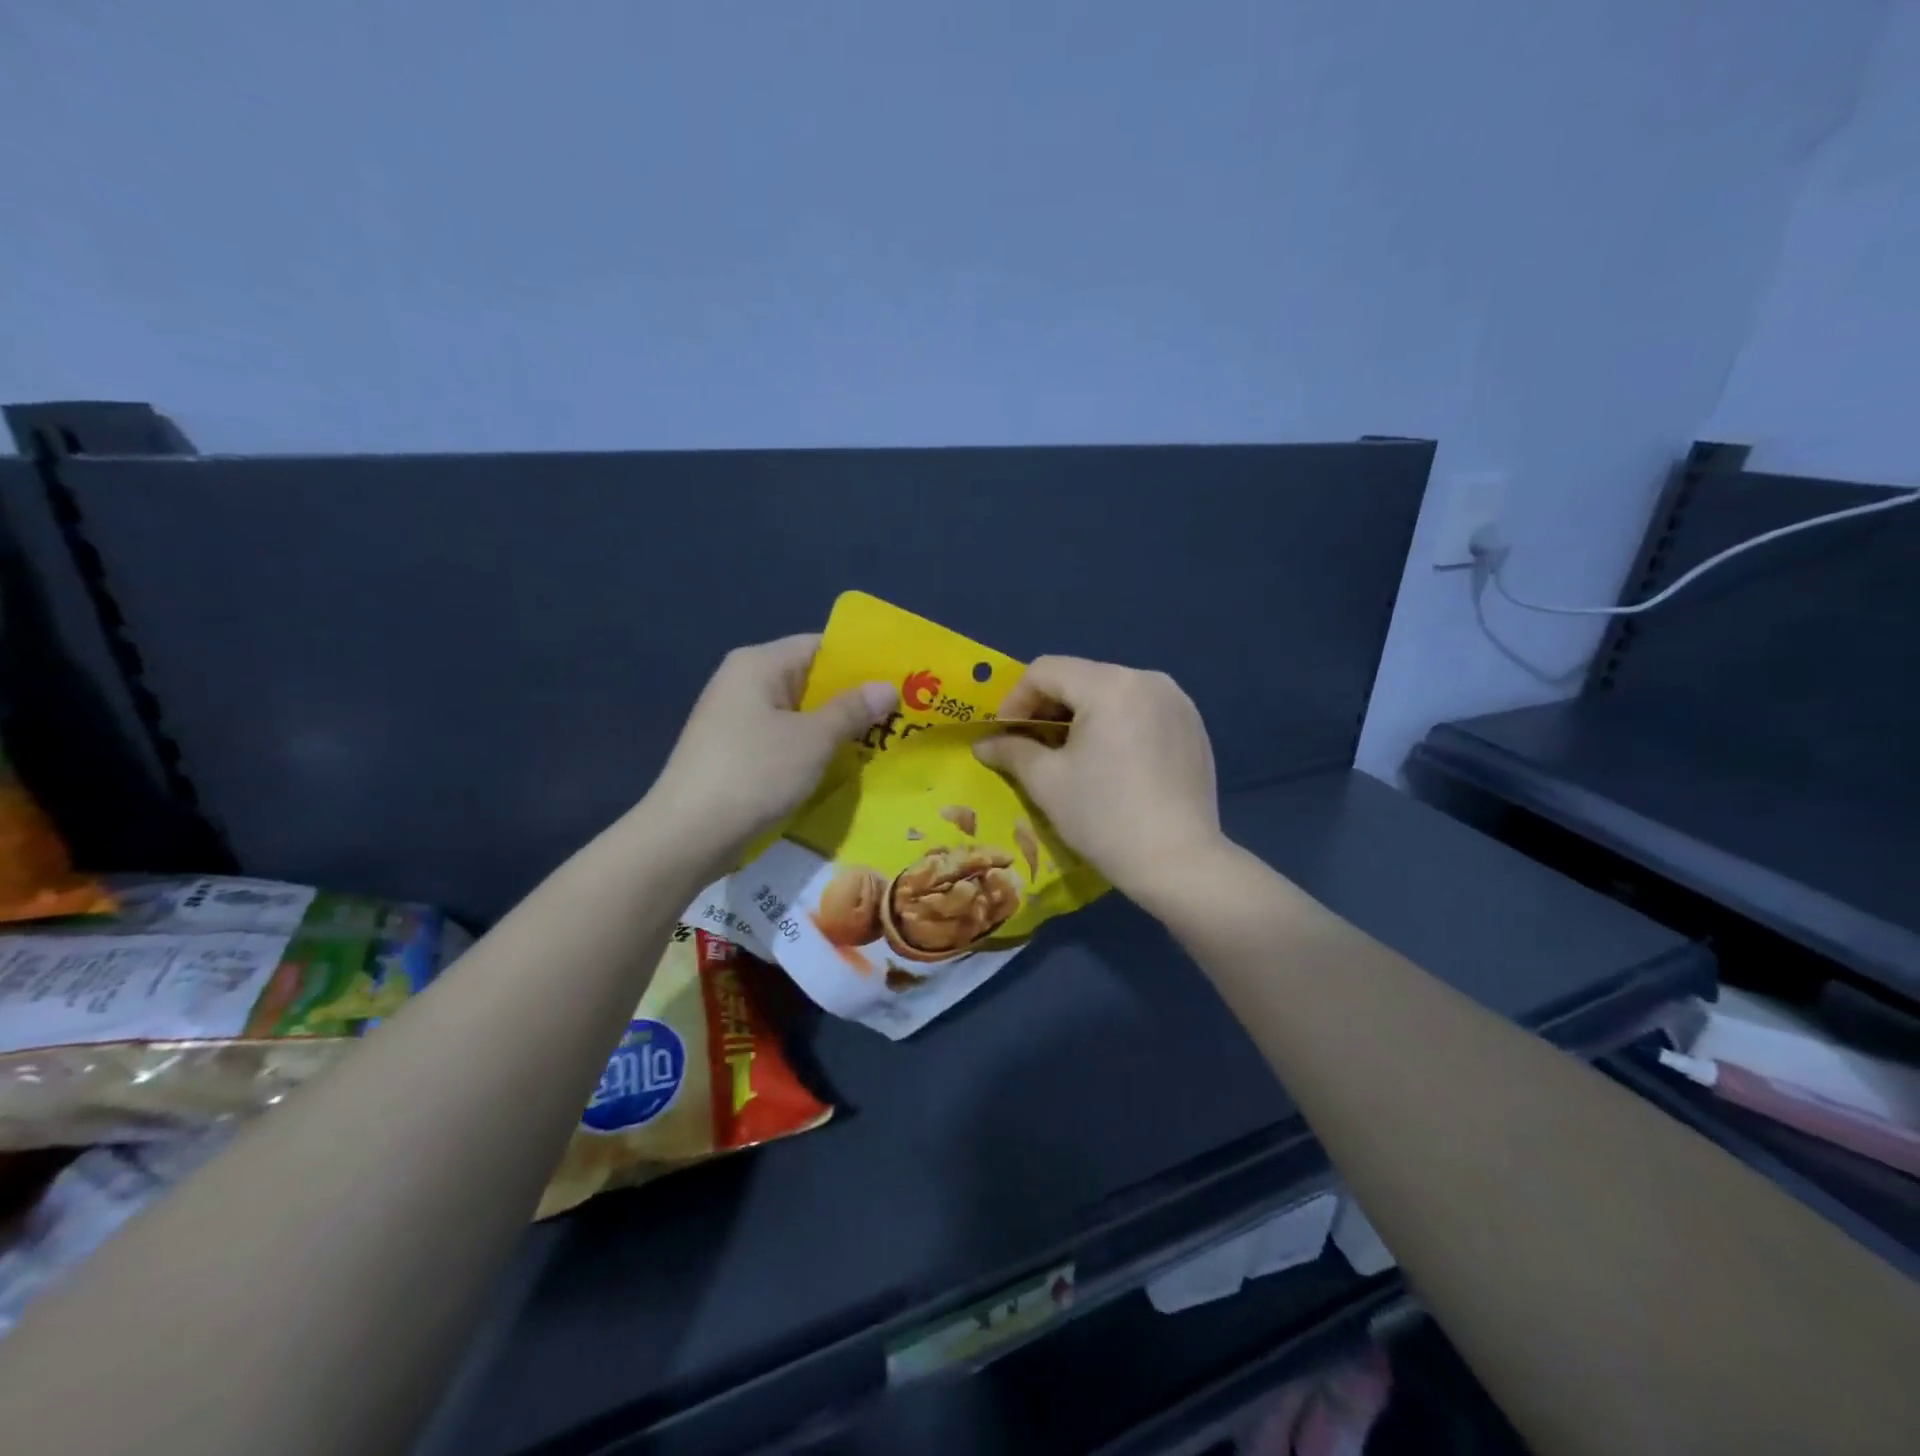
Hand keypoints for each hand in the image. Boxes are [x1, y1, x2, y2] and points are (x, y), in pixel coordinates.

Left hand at [644, 635, 895, 860]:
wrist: (687, 834)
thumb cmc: (754, 773)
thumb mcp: (813, 739)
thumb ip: (852, 709)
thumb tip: (888, 687)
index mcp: (759, 664)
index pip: (820, 647)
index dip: (861, 662)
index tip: (900, 681)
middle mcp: (744, 682)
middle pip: (810, 679)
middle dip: (853, 699)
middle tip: (900, 716)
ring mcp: (735, 718)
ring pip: (798, 713)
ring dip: (835, 728)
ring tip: (880, 742)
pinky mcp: (734, 751)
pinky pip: (783, 738)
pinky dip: (811, 748)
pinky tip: (841, 766)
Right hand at [974, 656, 1224, 901]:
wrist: (1179, 863)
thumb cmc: (1104, 817)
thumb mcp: (1046, 782)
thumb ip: (1011, 751)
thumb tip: (984, 743)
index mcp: (1110, 684)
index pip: (1045, 671)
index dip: (1015, 700)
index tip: (1004, 736)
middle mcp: (1148, 679)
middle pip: (1080, 677)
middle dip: (1048, 707)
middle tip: (1031, 746)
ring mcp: (1177, 702)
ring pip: (1112, 692)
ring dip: (1082, 715)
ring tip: (1070, 755)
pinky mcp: (1193, 726)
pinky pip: (1141, 710)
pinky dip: (1116, 725)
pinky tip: (1111, 763)